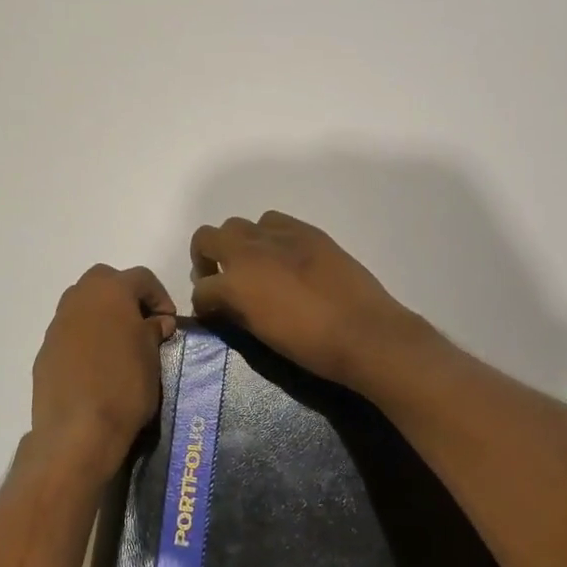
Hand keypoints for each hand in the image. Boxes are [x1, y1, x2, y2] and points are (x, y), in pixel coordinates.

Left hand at [29, 265, 176, 475]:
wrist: (77, 431)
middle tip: (141, 323)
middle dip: (125, 295)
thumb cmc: (125, 386)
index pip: (141, 277)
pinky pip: (70, 333)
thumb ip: (153, 331)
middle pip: (105, 280)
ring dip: (102, 315)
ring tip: (119, 345)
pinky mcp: (45, 351)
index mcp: (110, 291)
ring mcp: (57, 325)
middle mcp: (79, 298)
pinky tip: (97, 366)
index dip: (160, 296)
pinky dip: (85, 339)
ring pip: (82, 304)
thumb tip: (156, 322)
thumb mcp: (152, 356)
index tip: (168, 323)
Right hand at [189, 212, 437, 393]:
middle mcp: (250, 250)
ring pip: (239, 225)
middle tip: (221, 279)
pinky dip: (268, 236)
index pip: (201, 288)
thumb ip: (237, 313)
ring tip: (254, 265)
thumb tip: (226, 306)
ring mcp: (279, 235)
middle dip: (206, 258)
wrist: (364, 332)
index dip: (203, 302)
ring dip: (237, 243)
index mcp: (235, 283)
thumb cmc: (310, 345)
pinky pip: (274, 222)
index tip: (211, 312)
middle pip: (207, 237)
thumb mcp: (262, 334)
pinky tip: (283, 256)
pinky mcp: (307, 231)